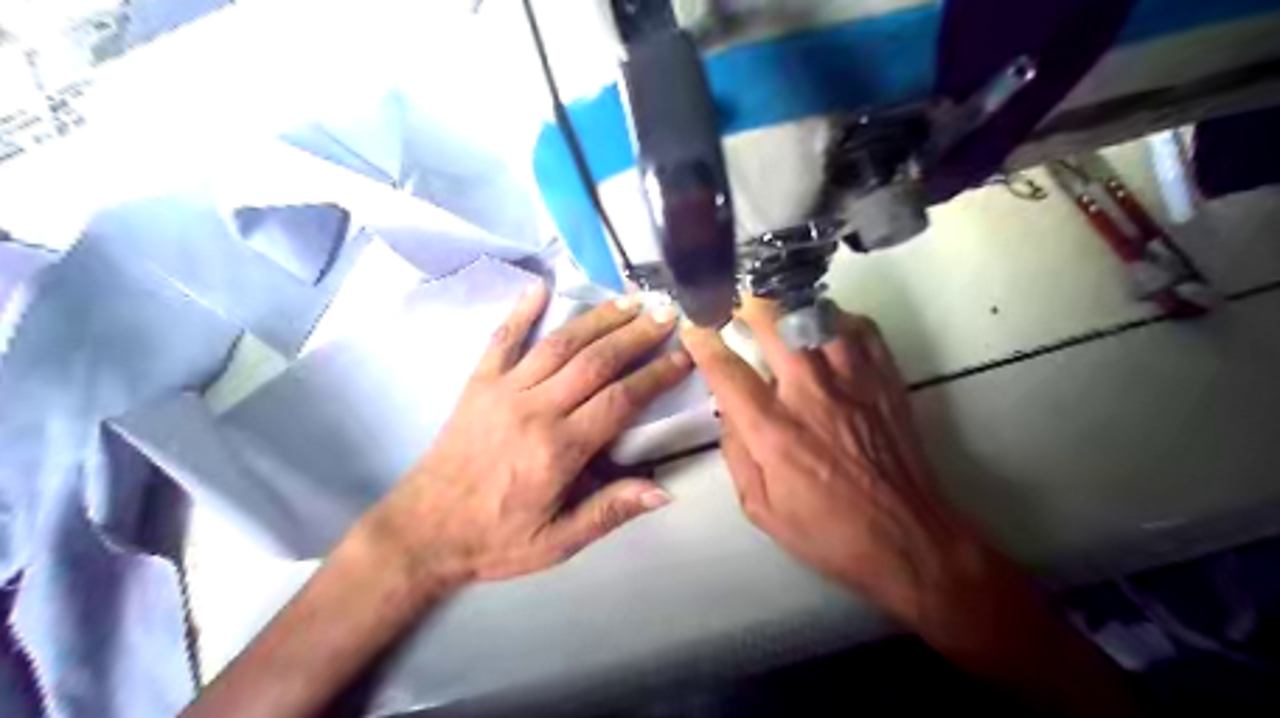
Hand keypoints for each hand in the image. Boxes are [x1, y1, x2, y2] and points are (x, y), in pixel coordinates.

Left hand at [365, 287, 694, 592]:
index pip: (622, 399)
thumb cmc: (495, 539)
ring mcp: (503, 390)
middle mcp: (535, 409)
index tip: (685, 355)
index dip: (657, 374)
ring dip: (597, 318)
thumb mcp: (557, 542)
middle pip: (596, 361)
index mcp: (560, 449)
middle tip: (667, 313)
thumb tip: (663, 490)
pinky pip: (501, 340)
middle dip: (636, 334)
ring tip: (629, 300)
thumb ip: (609, 512)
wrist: (421, 532)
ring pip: (560, 344)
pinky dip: (520, 311)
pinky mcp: (477, 384)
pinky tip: (539, 287)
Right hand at [681, 304, 1020, 634]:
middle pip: (775, 323)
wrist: (908, 537)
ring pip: (818, 315)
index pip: (728, 371)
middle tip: (737, 302)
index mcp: (775, 431)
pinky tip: (827, 330)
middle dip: (748, 304)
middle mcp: (811, 394)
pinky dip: (839, 320)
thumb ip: (736, 454)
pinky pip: (861, 328)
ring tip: (781, 312)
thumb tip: (727, 411)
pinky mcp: (886, 379)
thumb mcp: (761, 508)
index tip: (693, 326)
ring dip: (792, 308)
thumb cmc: (828, 531)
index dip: (703, 342)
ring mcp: (854, 381)